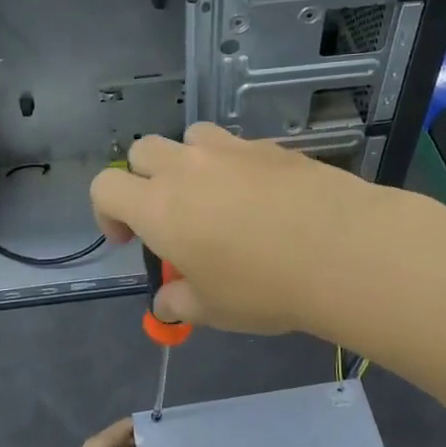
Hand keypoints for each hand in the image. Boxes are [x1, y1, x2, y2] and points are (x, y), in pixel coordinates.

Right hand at [88, 122, 403, 336]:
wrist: (341, 250)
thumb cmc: (263, 286)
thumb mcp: (213, 309)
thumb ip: (179, 302)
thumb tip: (166, 302)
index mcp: (158, 207)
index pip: (105, 187)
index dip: (107, 212)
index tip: (131, 239)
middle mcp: (186, 168)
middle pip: (142, 151)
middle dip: (143, 178)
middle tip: (169, 216)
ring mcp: (230, 150)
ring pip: (190, 137)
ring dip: (189, 161)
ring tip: (214, 196)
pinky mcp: (270, 146)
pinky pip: (237, 146)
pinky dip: (234, 166)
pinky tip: (262, 198)